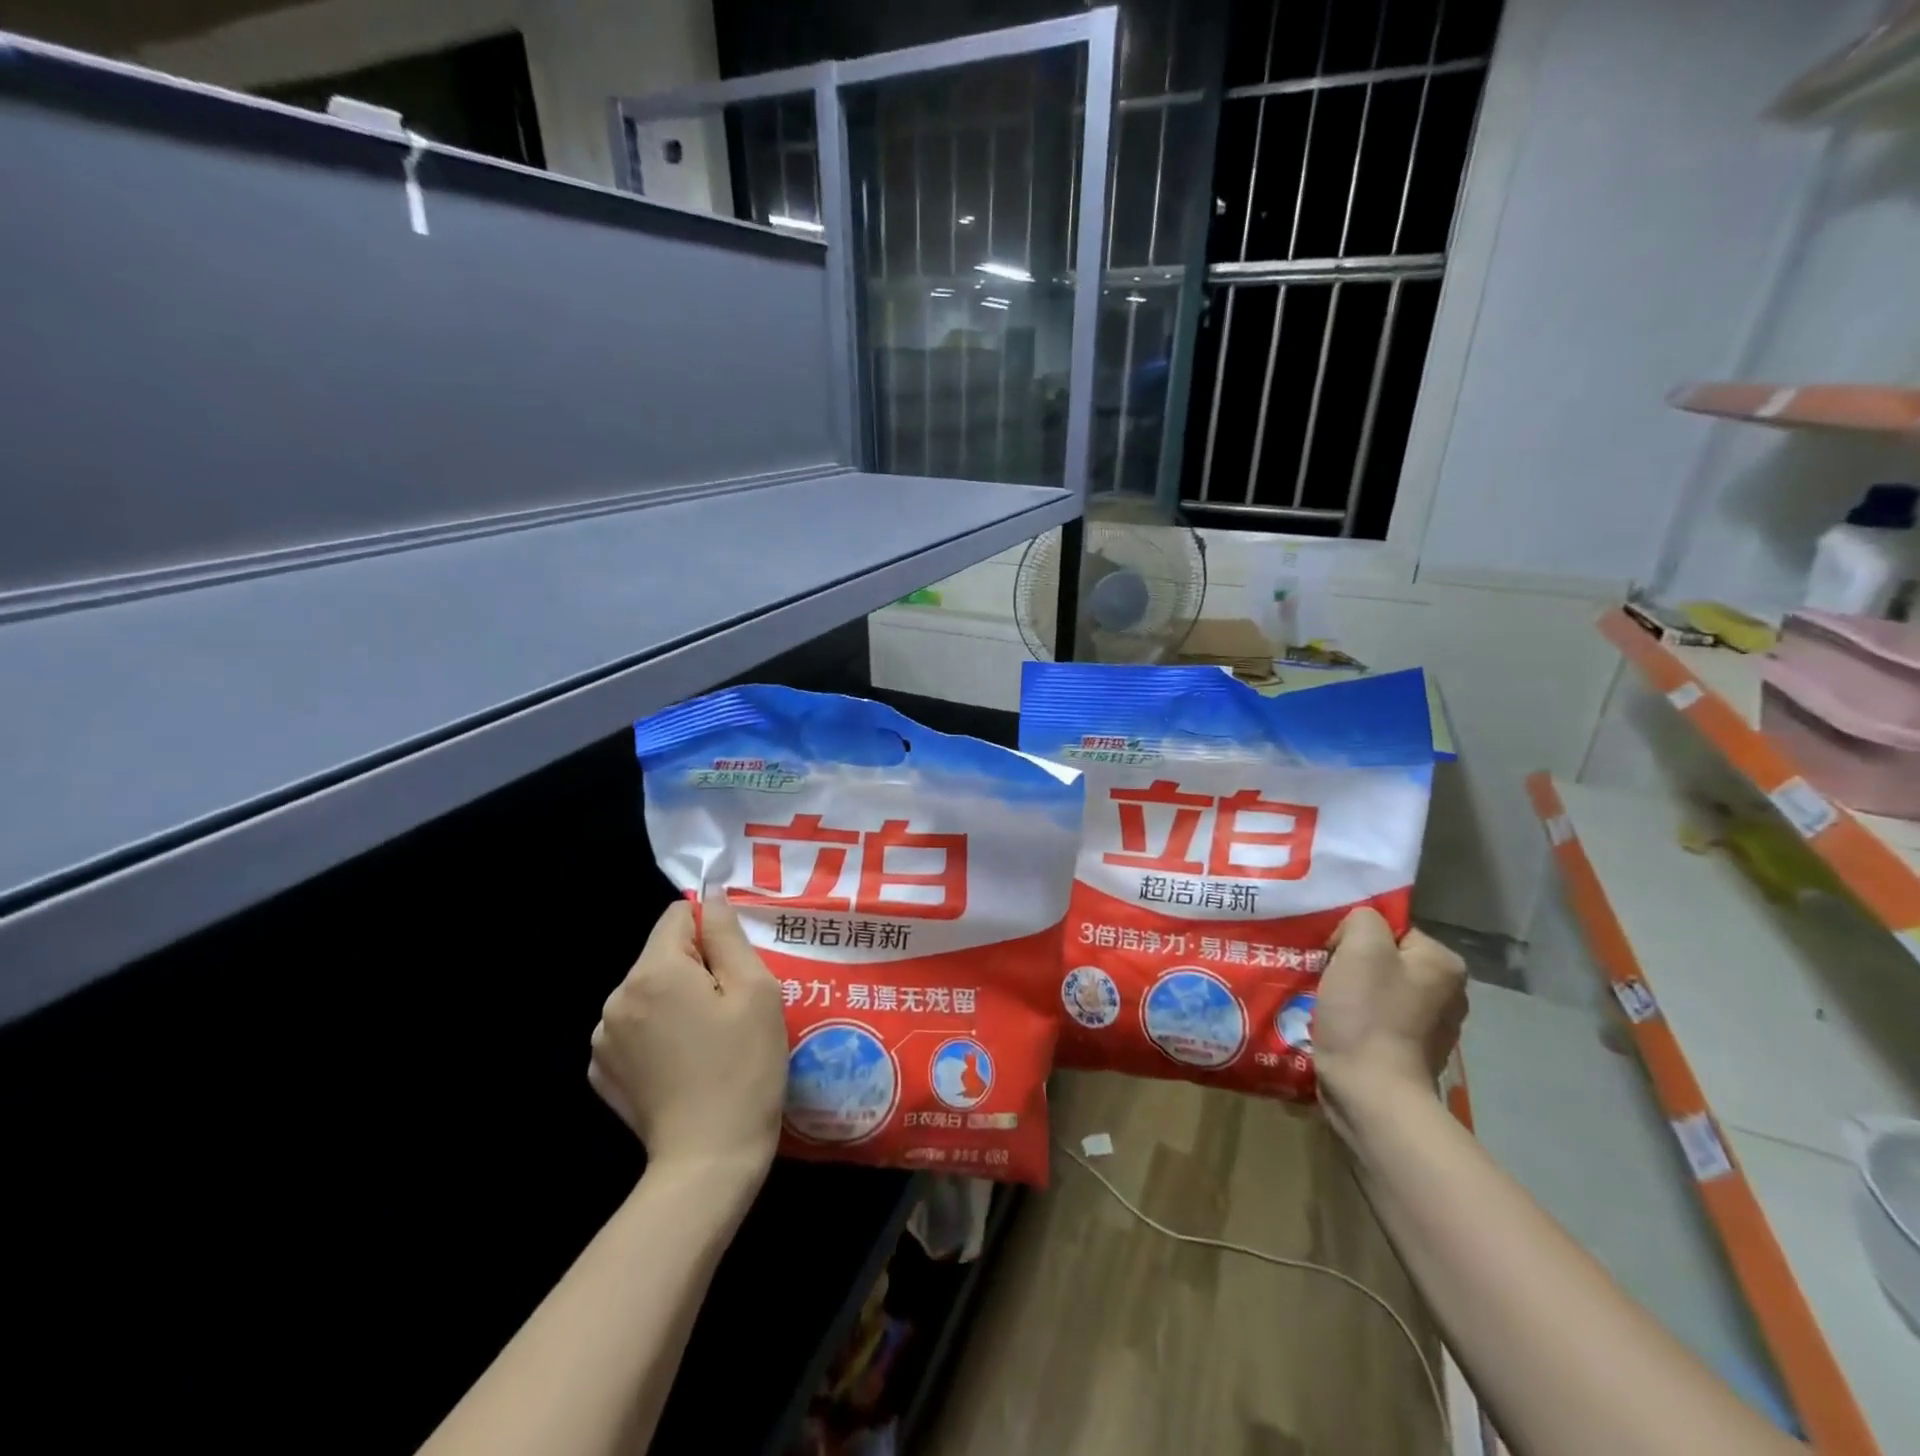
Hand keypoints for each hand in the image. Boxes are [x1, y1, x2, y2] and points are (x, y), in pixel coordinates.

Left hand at [589, 895, 788, 1183]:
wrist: (709, 1159)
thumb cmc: (744, 1066)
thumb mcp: (755, 989)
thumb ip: (727, 934)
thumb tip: (711, 897)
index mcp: (654, 971)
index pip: (678, 916)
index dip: (712, 933)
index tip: (735, 970)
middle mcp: (616, 997)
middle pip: (662, 955)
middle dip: (696, 969)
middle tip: (729, 1010)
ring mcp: (603, 1038)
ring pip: (649, 991)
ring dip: (675, 1001)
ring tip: (707, 1040)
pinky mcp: (603, 1072)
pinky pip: (634, 1028)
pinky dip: (657, 1033)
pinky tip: (682, 1064)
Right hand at [1314, 907, 1467, 1109]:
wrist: (1370, 1093)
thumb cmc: (1368, 1015)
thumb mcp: (1360, 947)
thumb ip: (1362, 919)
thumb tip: (1355, 934)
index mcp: (1444, 964)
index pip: (1392, 930)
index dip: (1355, 936)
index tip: (1332, 953)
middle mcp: (1448, 994)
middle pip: (1384, 960)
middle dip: (1350, 965)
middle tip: (1322, 975)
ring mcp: (1430, 1029)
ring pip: (1376, 992)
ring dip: (1349, 993)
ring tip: (1322, 1001)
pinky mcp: (1407, 1055)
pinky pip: (1374, 1021)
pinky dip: (1353, 1020)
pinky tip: (1333, 1026)